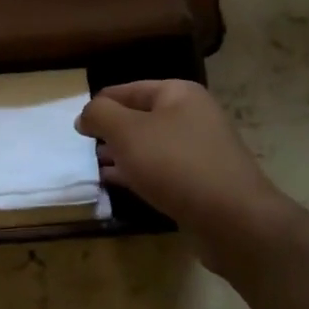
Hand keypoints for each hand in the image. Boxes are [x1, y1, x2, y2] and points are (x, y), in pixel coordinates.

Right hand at [77, 80, 290, 275]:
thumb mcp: (127, 132)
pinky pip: (161, 170)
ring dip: (122, 154)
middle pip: (140, 117)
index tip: (76, 124)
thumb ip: (100, 115)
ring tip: (93, 166)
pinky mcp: (201, 181)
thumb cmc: (175, 164)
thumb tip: (86, 114)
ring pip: (150, 146)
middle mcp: (192, 116)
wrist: (233, 218)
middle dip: (110, 131)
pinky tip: (114, 184)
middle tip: (82, 147)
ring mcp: (199, 150)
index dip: (100, 104)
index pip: (128, 90)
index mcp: (178, 94)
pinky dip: (137, 174)